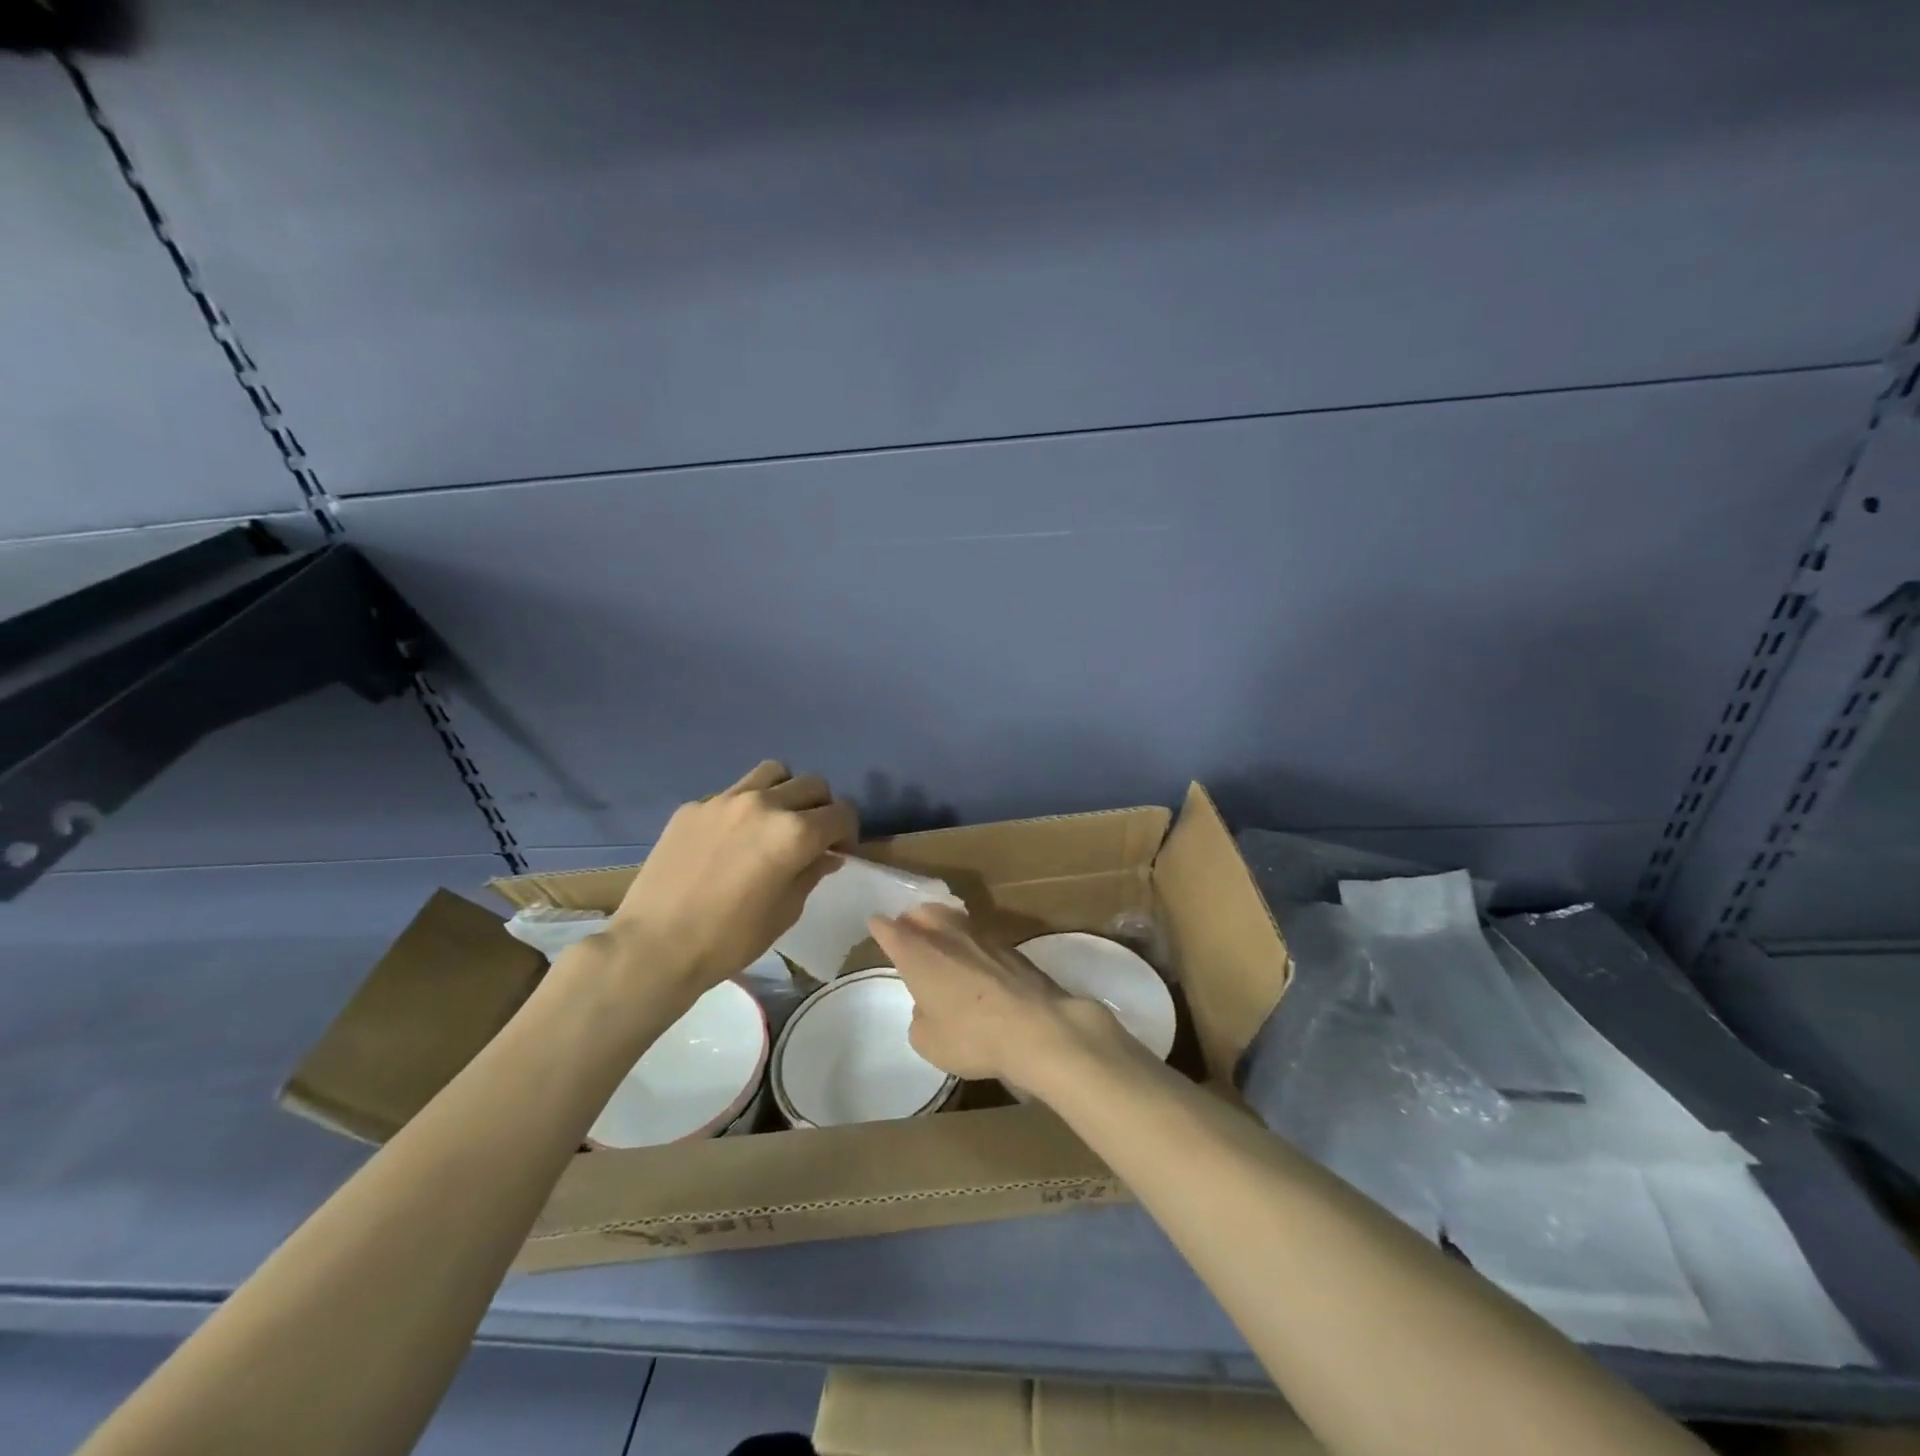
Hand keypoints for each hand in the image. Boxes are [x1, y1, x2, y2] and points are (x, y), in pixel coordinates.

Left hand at [609, 761, 856, 997]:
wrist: (655, 946)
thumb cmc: (730, 939)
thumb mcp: (786, 912)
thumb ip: (811, 873)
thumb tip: (826, 854)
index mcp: (794, 833)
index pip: (841, 813)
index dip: (848, 832)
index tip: (839, 851)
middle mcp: (764, 804)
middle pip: (813, 784)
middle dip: (822, 808)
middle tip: (812, 836)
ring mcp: (725, 800)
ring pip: (773, 772)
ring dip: (786, 792)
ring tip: (775, 820)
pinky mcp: (694, 806)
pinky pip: (732, 793)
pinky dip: (745, 807)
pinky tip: (730, 839)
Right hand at [868, 904, 1126, 1094]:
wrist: (1037, 1027)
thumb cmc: (972, 1036)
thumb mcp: (928, 1041)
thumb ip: (920, 1016)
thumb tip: (929, 1005)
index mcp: (917, 954)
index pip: (889, 929)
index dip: (880, 927)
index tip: (875, 926)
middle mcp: (945, 934)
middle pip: (922, 912)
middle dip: (910, 919)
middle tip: (907, 932)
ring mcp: (980, 934)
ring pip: (951, 917)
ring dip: (941, 924)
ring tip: (939, 939)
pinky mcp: (1008, 945)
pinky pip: (977, 933)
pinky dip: (968, 940)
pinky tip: (972, 956)